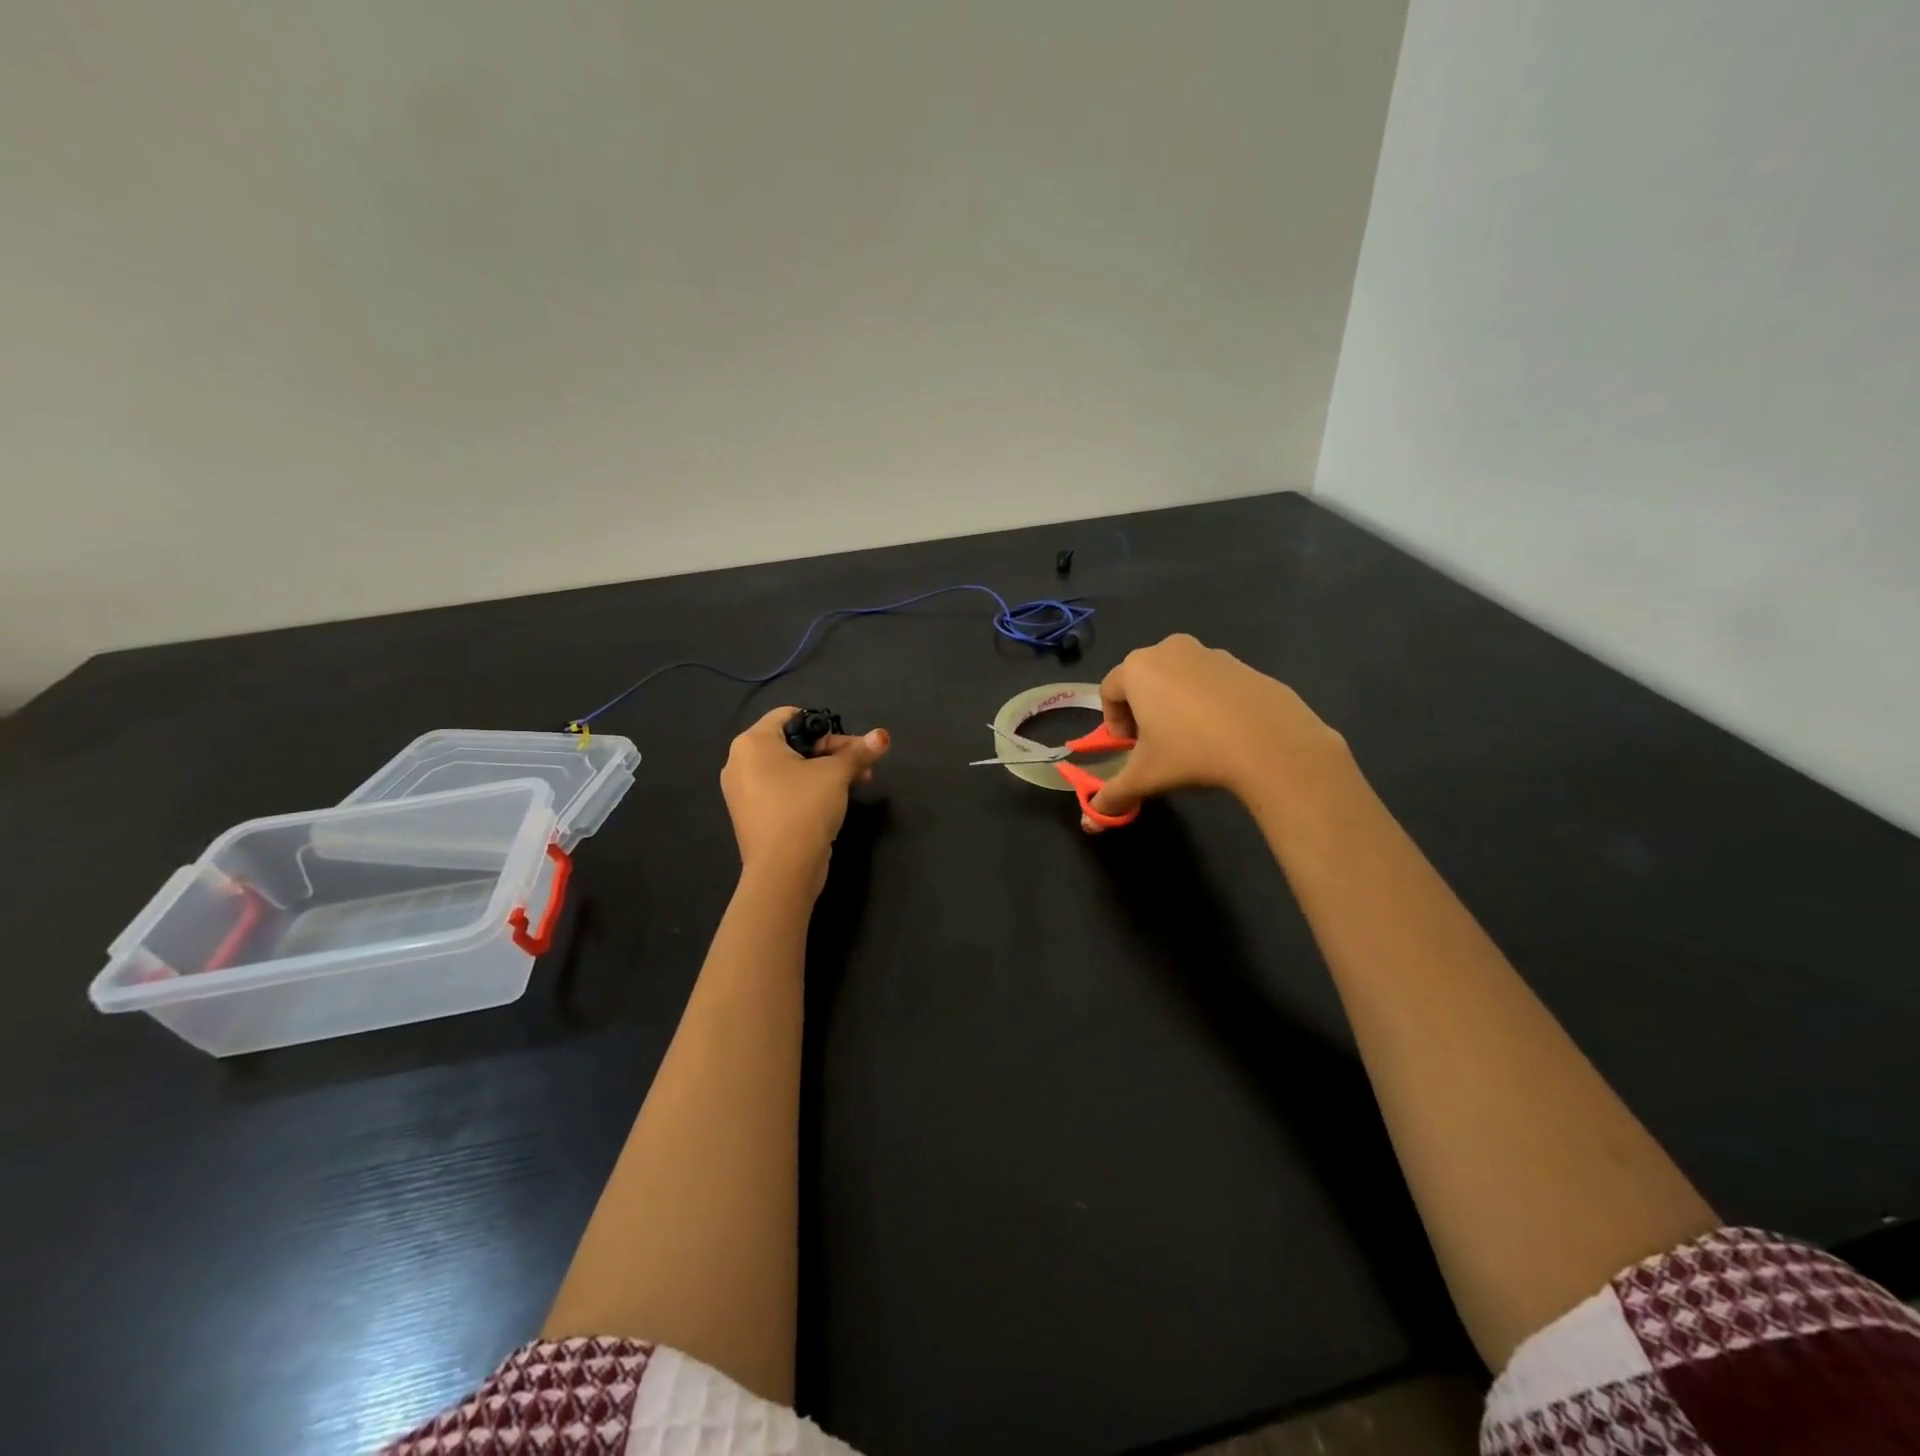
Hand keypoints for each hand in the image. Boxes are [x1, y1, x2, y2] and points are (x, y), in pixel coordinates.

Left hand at [721, 707, 890, 887]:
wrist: (783, 870)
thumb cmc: (805, 808)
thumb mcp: (837, 774)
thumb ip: (859, 752)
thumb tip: (883, 736)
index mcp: (752, 743)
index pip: (789, 715)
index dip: (822, 725)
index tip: (847, 743)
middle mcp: (740, 762)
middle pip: (791, 743)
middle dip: (831, 751)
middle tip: (860, 764)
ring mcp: (742, 792)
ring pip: (789, 769)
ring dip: (823, 771)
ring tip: (855, 783)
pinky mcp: (751, 816)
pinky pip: (781, 791)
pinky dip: (805, 790)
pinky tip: (832, 802)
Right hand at [1083, 634, 1343, 830]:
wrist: (1271, 742)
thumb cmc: (1192, 751)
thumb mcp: (1145, 777)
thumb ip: (1113, 795)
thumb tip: (1090, 822)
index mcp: (1138, 668)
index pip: (1108, 690)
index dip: (1112, 722)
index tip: (1129, 748)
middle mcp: (1170, 650)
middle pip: (1142, 679)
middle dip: (1142, 710)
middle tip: (1154, 744)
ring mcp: (1210, 653)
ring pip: (1178, 678)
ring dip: (1173, 704)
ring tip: (1190, 740)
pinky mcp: (1243, 665)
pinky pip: (1211, 682)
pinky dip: (1207, 702)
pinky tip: (1222, 733)